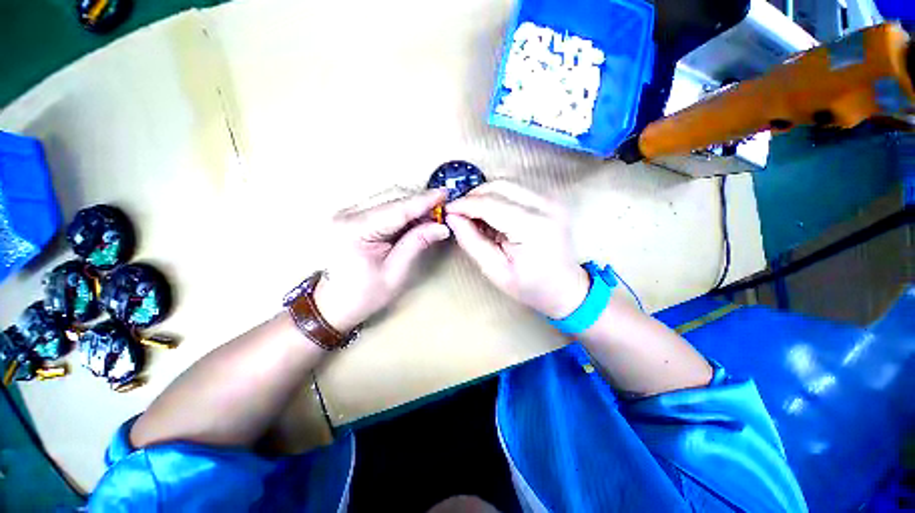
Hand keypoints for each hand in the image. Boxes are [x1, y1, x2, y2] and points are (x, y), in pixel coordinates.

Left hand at [313, 189, 449, 331]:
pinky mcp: (350, 216)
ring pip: (387, 198)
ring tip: (429, 219)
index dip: (423, 201)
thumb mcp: (395, 273)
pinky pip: (381, 205)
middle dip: (419, 202)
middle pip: (391, 197)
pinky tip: (413, 221)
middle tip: (441, 212)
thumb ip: (417, 244)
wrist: (333, 303)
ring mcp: (346, 213)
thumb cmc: (363, 295)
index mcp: (354, 230)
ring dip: (411, 206)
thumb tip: (441, 227)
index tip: (444, 194)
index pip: (396, 209)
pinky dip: (400, 211)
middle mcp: (346, 215)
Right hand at [446, 181, 588, 318]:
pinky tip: (493, 215)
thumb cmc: (530, 286)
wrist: (566, 288)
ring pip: (507, 183)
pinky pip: (516, 189)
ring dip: (485, 196)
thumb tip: (452, 217)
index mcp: (533, 227)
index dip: (464, 204)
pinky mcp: (551, 199)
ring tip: (475, 216)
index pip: (490, 204)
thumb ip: (471, 241)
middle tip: (460, 214)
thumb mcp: (495, 271)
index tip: (447, 210)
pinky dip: (498, 197)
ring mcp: (551, 199)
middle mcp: (546, 206)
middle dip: (474, 196)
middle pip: (499, 185)